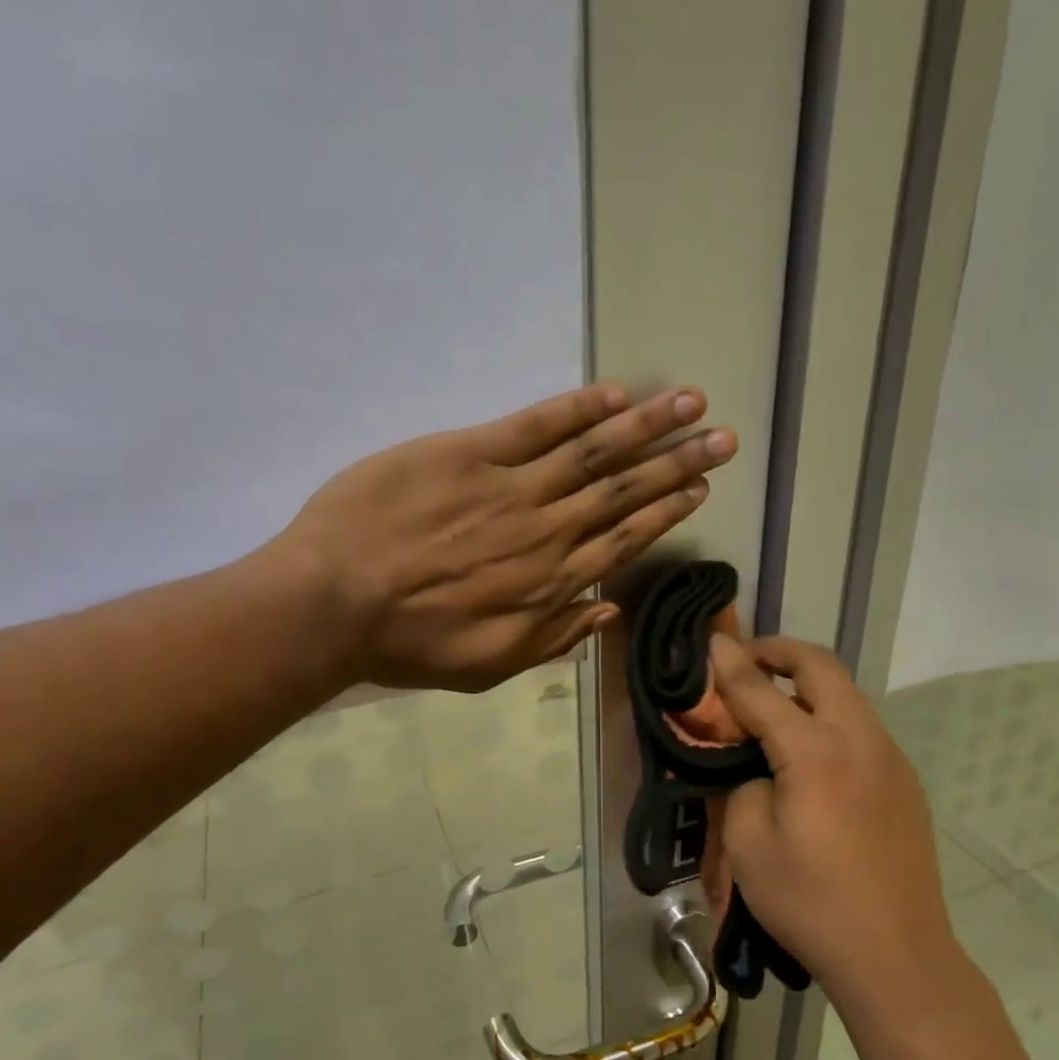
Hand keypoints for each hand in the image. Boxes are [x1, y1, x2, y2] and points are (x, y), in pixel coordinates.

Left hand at [278, 383, 736, 691]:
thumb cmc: (409, 644)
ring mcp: (511, 488)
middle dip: (678, 462)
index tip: (700, 487)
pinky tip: (616, 394)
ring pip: (593, 452)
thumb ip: (552, 638)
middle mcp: (546, 532)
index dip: (666, 511)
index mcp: (550, 584)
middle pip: (623, 491)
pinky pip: (535, 425)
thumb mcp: (488, 666)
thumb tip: (607, 610)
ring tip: (690, 402)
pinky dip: (579, 409)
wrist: (335, 603)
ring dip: (646, 426)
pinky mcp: (469, 454)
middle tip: (723, 437)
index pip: (624, 540)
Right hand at [707, 634, 952, 998]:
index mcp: (816, 752)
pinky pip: (861, 727)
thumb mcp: (749, 845)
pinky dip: (828, 715)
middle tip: (746, 659)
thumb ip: (740, 784)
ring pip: (847, 694)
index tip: (710, 641)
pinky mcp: (904, 782)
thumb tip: (750, 762)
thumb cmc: (811, 902)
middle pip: (821, 666)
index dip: (731, 664)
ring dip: (807, 683)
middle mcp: (860, 740)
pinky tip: (808, 751)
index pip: (762, 690)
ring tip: (771, 703)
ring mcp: (890, 759)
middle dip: (780, 651)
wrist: (896, 957)